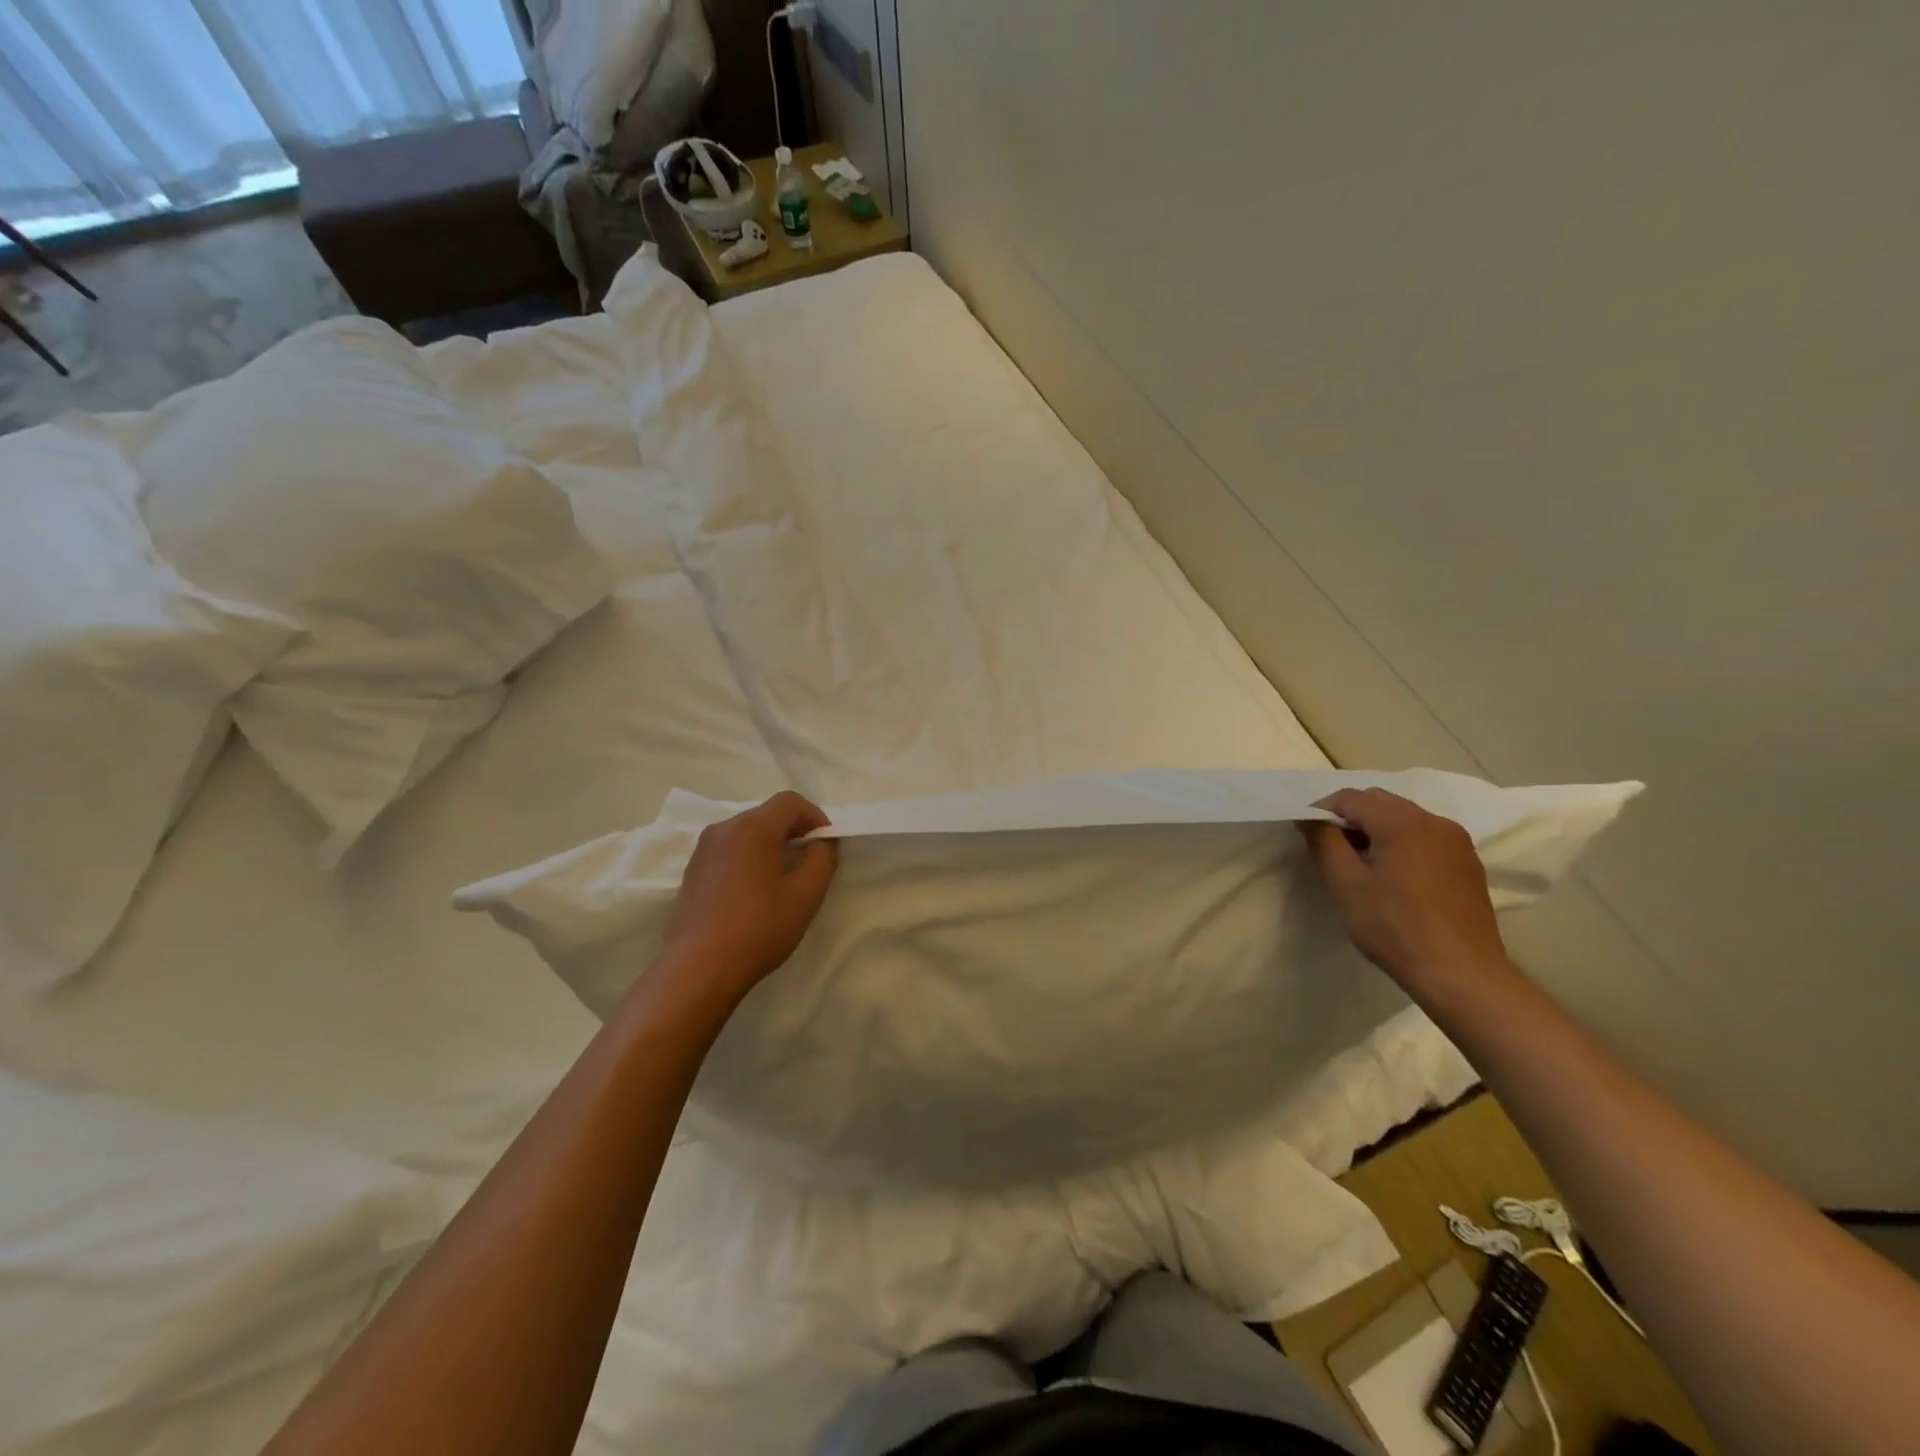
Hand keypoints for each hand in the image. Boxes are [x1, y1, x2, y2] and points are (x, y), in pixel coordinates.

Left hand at [659, 791, 838, 1003]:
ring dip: (770, 845)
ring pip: (747, 832)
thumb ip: (822, 858)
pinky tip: (755, 892)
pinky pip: (729, 851)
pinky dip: (749, 858)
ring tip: (784, 878)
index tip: (827, 843)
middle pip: (767, 814)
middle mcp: (724, 829)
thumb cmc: (759, 928)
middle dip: (793, 830)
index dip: (815, 816)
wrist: (698, 969)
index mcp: (753, 827)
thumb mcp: (806, 894)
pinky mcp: (693, 872)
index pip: (790, 801)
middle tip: (810, 861)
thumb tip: (822, 841)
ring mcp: (703, 850)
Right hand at [1299, 788, 1510, 993]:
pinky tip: (1393, 876)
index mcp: (1403, 822)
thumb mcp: (1346, 884)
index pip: (1351, 797)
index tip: (1306, 834)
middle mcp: (1435, 821)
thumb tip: (1310, 817)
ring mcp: (1457, 842)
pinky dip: (1401, 843)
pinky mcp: (1468, 863)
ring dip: (1376, 829)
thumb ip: (1324, 841)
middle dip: (1350, 817)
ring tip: (1360, 863)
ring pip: (1404, 817)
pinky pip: (1425, 837)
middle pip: (1380, 802)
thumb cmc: (1395, 927)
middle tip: (1330, 848)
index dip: (1322, 809)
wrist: (1461, 974)